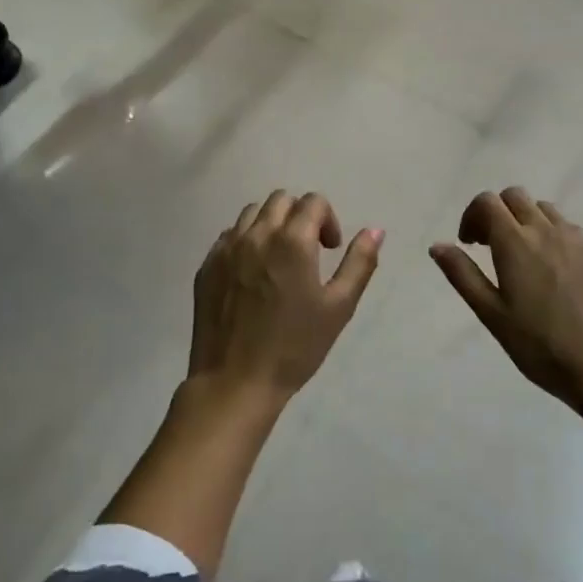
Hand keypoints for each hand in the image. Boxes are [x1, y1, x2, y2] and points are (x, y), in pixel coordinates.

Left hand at [189, 190, 383, 399]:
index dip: (328, 220)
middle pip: (281, 200)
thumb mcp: (339, 307)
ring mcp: (226, 249)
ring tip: (279, 259)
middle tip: (308, 250)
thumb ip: (359, 263)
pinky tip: (252, 275)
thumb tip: (375, 230)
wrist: (236, 382)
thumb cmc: (294, 347)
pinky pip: (228, 236)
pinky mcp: (207, 266)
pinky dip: (246, 241)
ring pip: (252, 213)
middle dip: (300, 216)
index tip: (330, 249)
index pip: (313, 202)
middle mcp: (256, 234)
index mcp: (292, 241)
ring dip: (271, 224)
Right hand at [430, 188, 582, 407]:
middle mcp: (545, 230)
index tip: (469, 244)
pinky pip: (564, 225)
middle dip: (496, 213)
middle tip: (489, 247)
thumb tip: (438, 246)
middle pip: (514, 196)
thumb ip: (463, 275)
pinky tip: (548, 268)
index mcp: (515, 242)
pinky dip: (547, 231)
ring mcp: (573, 238)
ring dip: (523, 219)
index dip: (472, 215)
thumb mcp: (492, 314)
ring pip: (541, 207)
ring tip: (519, 256)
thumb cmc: (540, 345)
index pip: (487, 202)